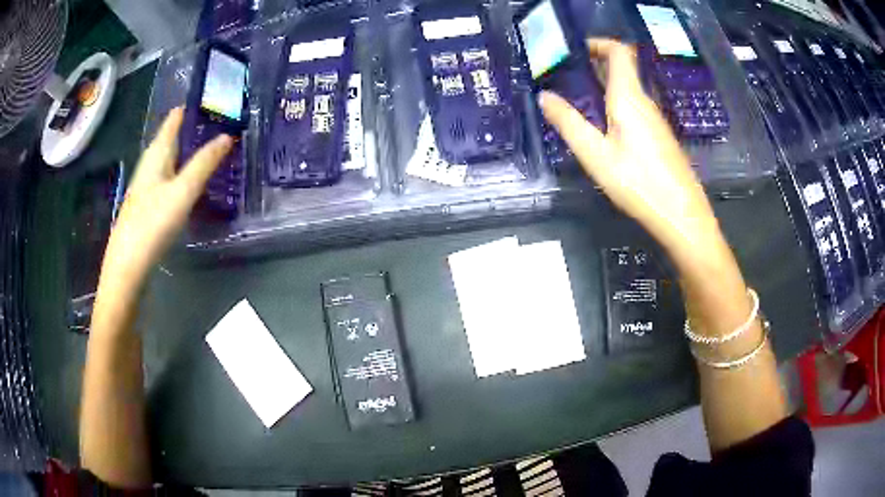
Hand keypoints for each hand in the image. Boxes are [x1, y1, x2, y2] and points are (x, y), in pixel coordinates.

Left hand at [99, 108, 232, 292]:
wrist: (127, 266)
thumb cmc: (153, 224)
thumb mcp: (182, 192)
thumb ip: (204, 164)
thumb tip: (227, 136)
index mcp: (156, 155)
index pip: (173, 121)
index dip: (189, 108)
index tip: (211, 99)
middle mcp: (149, 165)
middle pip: (169, 139)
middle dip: (190, 128)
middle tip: (216, 122)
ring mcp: (145, 186)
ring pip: (167, 159)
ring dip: (185, 150)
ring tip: (206, 147)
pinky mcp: (146, 205)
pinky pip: (166, 177)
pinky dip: (179, 170)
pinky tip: (187, 181)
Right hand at [539, 39, 720, 260]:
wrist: (682, 215)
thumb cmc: (639, 183)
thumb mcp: (596, 155)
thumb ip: (569, 123)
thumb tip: (544, 96)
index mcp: (628, 97)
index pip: (619, 51)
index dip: (598, 43)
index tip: (574, 51)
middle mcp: (644, 101)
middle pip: (622, 68)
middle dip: (594, 64)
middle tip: (565, 75)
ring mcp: (654, 119)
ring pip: (628, 89)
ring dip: (603, 85)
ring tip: (577, 99)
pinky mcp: (658, 136)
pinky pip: (634, 107)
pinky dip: (615, 104)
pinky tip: (602, 126)